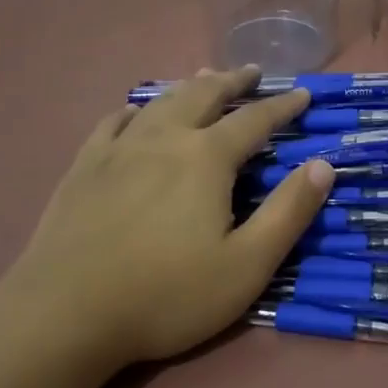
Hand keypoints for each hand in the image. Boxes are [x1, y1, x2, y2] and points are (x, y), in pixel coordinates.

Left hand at [0, 66, 333, 369]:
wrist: (64, 314)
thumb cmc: (166, 295)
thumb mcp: (247, 266)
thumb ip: (289, 212)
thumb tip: (323, 165)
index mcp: (206, 158)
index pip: (255, 120)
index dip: (282, 106)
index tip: (302, 93)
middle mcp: (164, 138)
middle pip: (205, 96)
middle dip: (233, 82)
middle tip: (252, 72)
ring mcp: (118, 149)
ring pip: (160, 102)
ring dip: (189, 87)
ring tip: (204, 79)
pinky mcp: (83, 168)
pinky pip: (113, 123)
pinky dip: (134, 110)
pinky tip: (135, 112)